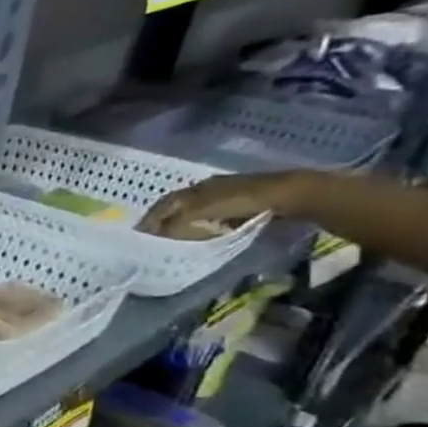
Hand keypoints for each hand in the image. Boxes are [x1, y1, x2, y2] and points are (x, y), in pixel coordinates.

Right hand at [138, 170, 307, 236]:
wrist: (287, 194)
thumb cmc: (239, 202)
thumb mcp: (200, 213)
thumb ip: (173, 225)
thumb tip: (150, 236)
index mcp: (189, 190)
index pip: (161, 206)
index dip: (149, 221)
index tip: (139, 237)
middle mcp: (201, 188)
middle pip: (175, 206)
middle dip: (163, 221)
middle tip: (153, 239)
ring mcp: (223, 192)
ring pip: (193, 209)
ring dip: (182, 222)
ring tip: (175, 238)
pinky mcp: (240, 200)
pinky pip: (211, 213)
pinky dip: (202, 223)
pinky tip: (203, 232)